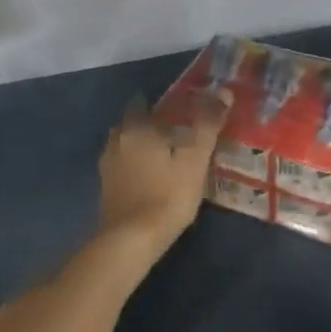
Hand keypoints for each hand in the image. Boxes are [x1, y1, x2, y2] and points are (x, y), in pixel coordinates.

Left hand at [97, 89, 231, 263]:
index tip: (178, 109)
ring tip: (165, 156)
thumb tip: (224, 91)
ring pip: (125, 146)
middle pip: (132, 124)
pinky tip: (151, 178)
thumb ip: (207, 124)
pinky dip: (135, 166)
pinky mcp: (106, 189)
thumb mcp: (195, 159)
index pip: (142, 102)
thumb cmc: (167, 195)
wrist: (131, 240)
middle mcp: (116, 141)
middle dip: (150, 125)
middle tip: (175, 132)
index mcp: (136, 128)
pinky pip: (122, 167)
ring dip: (141, 147)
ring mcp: (107, 167)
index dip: (159, 103)